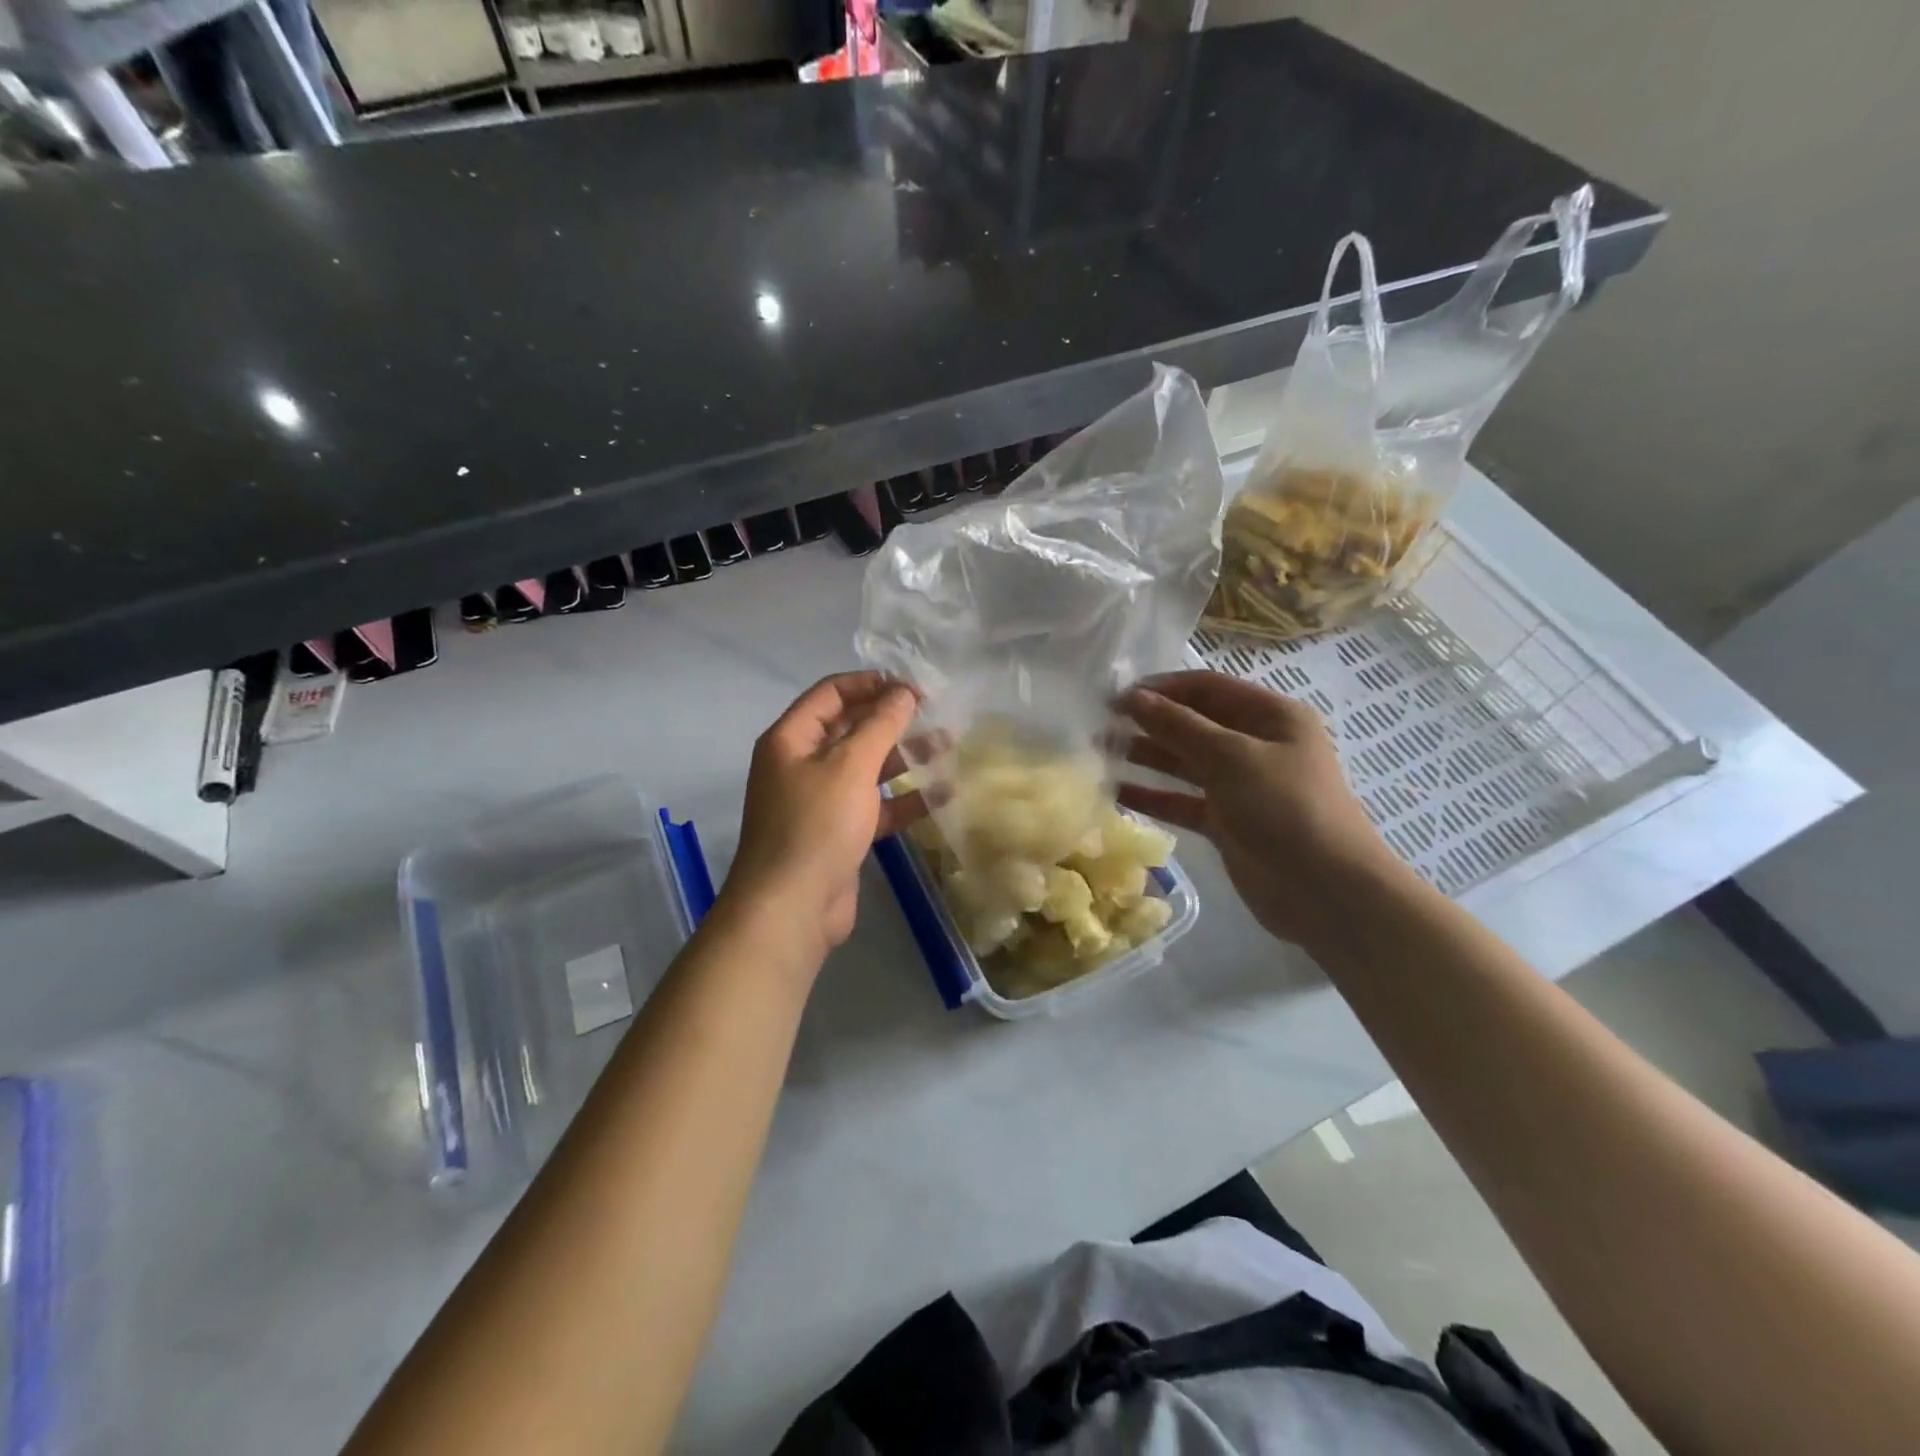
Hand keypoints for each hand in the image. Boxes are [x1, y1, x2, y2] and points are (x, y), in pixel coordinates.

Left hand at [723, 672, 924, 955]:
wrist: (792, 908)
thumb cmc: (816, 825)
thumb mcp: (850, 766)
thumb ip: (880, 725)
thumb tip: (902, 692)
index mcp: (791, 739)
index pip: (831, 694)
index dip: (871, 684)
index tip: (913, 687)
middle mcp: (801, 764)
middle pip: (851, 729)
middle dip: (892, 720)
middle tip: (936, 714)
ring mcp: (820, 801)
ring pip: (867, 768)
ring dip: (904, 757)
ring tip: (948, 746)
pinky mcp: (839, 833)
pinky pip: (874, 805)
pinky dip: (904, 799)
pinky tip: (942, 794)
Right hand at [1117, 670, 1407, 946]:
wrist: (1327, 891)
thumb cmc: (1285, 808)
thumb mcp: (1231, 757)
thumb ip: (1178, 726)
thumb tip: (1133, 697)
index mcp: (1271, 716)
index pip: (1208, 687)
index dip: (1162, 688)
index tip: (1116, 695)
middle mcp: (1256, 745)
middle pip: (1194, 723)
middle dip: (1149, 722)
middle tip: (1098, 724)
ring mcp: (1241, 786)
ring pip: (1185, 762)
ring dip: (1147, 756)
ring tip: (1099, 753)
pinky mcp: (1227, 822)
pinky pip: (1183, 801)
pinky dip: (1154, 796)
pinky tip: (1117, 792)